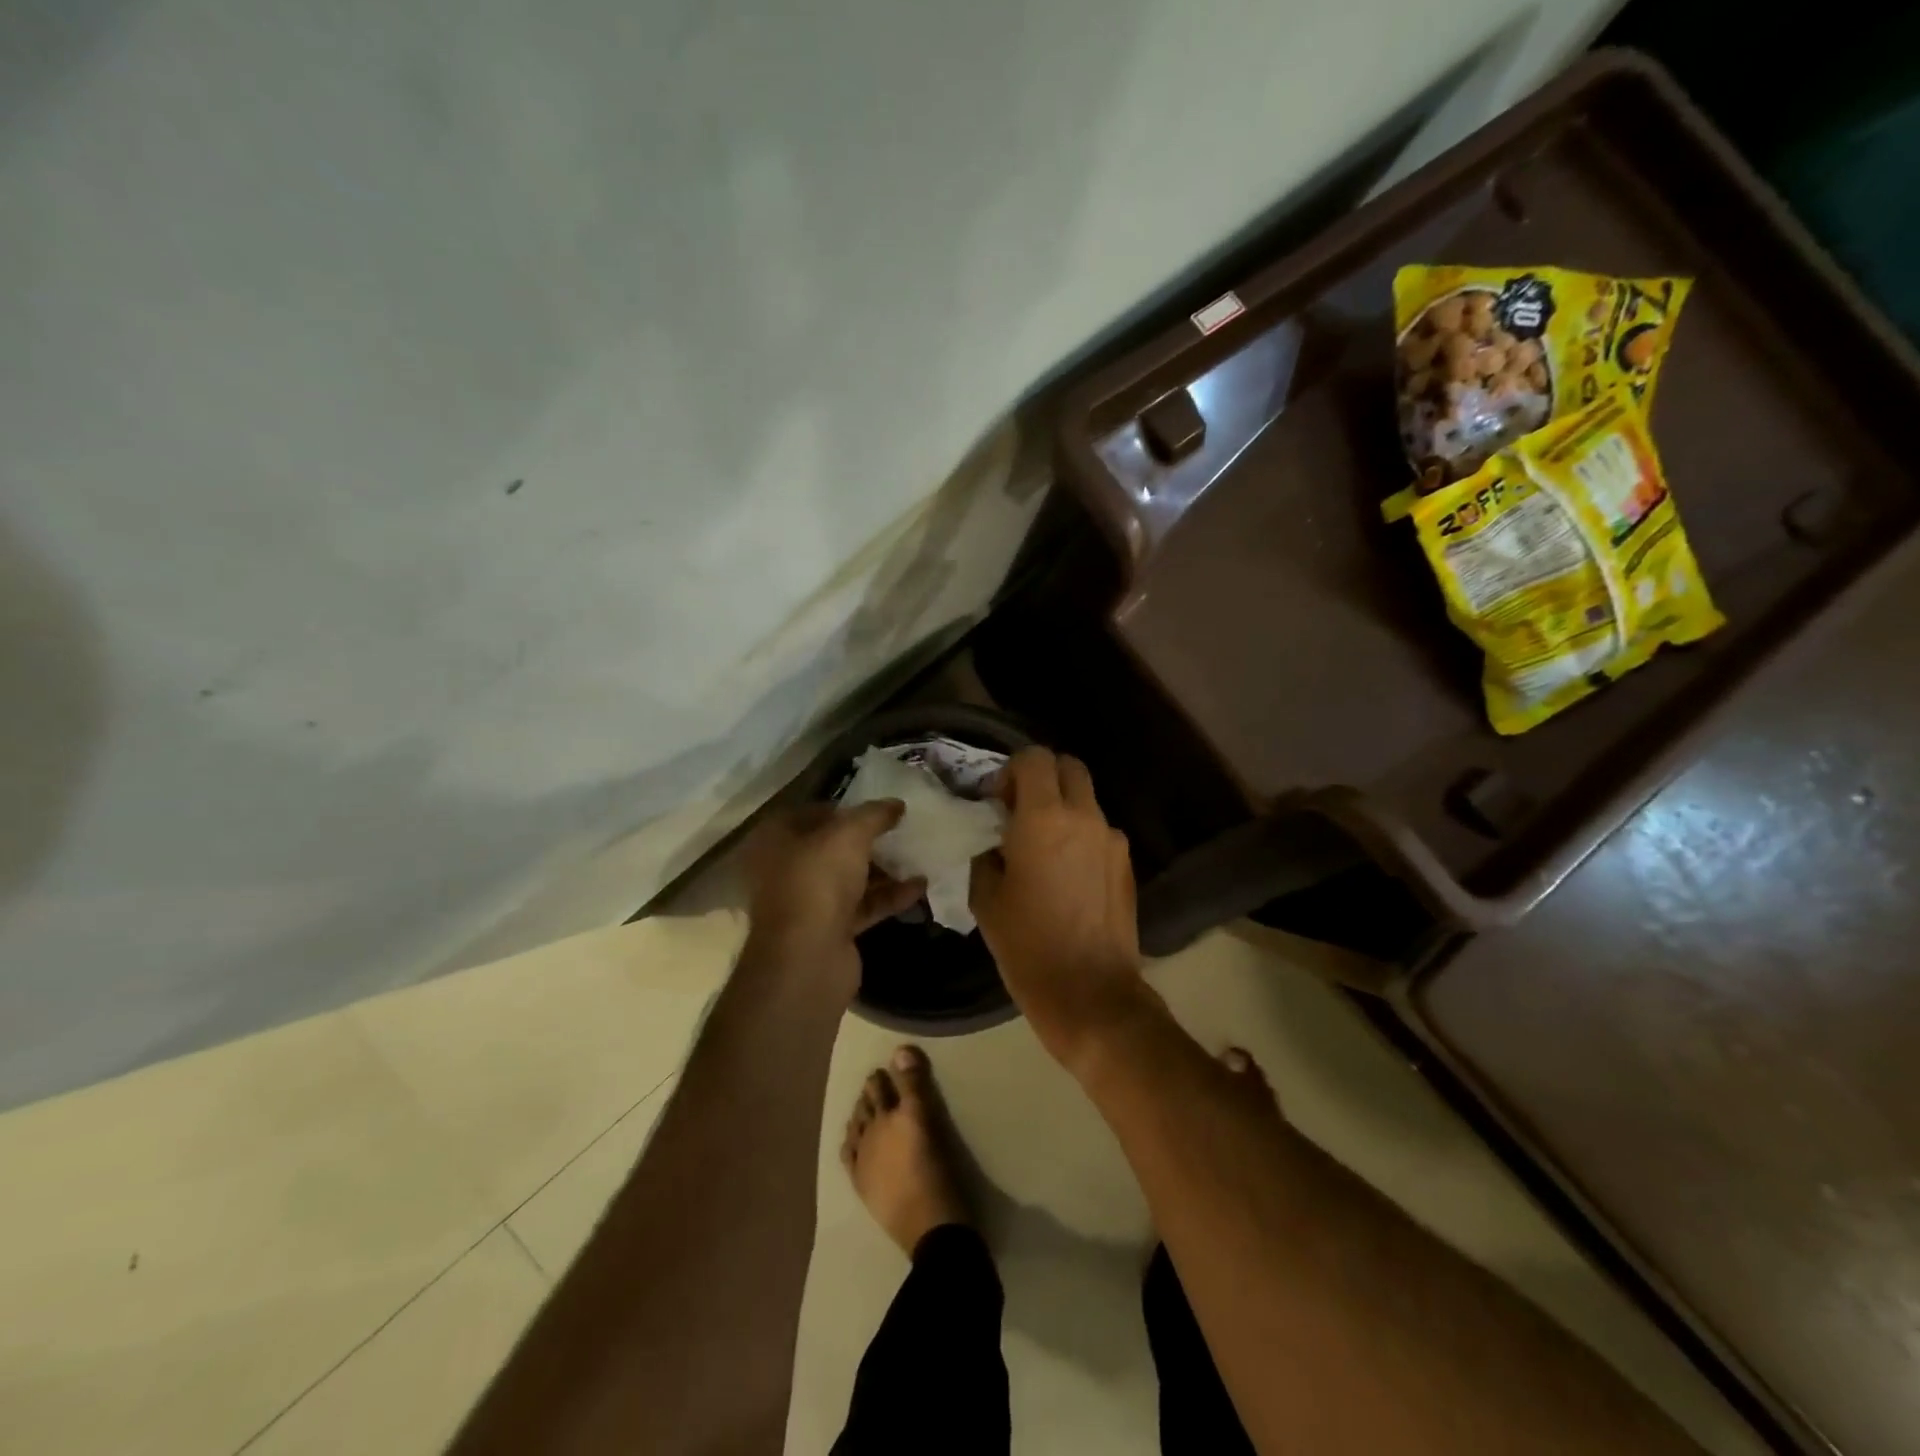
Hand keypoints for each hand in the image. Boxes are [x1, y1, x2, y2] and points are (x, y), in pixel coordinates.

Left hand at [741, 801, 925, 1001]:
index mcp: (775, 840)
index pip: (809, 813)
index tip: (876, 808)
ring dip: (882, 869)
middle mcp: (785, 870)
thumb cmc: (817, 883)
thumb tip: (896, 804)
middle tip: (900, 830)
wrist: (808, 961)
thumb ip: (874, 815)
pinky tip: (920, 886)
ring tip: (917, 855)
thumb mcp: (849, 836)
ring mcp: (806, 903)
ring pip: (848, 878)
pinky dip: (888, 897)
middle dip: (867, 840)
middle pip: (830, 847)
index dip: (843, 808)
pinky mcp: (829, 930)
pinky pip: (862, 906)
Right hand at [970, 748, 1151, 1073]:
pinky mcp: (1127, 863)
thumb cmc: (1027, 946)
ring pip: (1086, 800)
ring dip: (1064, 809)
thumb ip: (988, 852)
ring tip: (1045, 849)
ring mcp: (1112, 839)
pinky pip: (1100, 831)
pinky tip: (1068, 875)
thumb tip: (995, 838)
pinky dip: (1082, 836)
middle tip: (1021, 813)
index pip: (1034, 757)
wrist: (1090, 993)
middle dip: (1042, 778)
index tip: (998, 803)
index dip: (1012, 771)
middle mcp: (1084, 817)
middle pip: (1068, 767)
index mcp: (1044, 818)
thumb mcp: (987, 898)